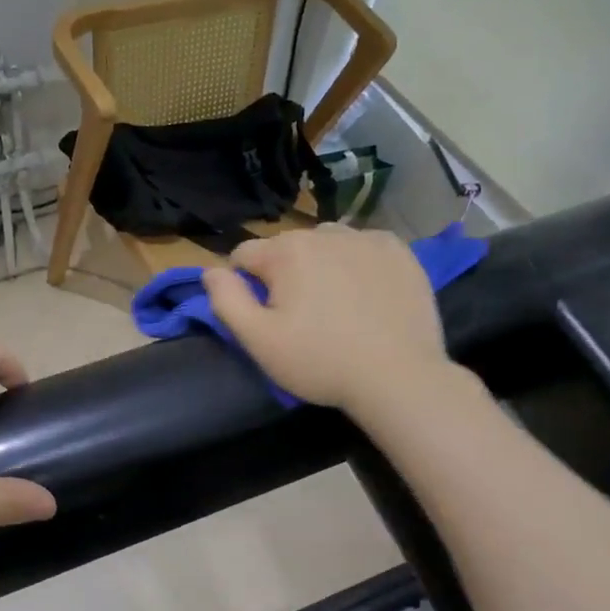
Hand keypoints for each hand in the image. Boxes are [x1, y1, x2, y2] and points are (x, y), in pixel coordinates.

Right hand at [201, 225, 449, 411]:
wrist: (399, 376)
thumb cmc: (320, 362)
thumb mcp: (259, 340)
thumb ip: (226, 300)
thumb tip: (210, 271)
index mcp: (286, 252)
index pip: (244, 255)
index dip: (245, 285)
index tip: (263, 316)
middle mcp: (324, 233)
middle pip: (287, 248)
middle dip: (285, 274)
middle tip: (301, 317)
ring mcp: (366, 238)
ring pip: (326, 244)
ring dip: (321, 264)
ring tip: (335, 304)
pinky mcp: (399, 251)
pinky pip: (363, 247)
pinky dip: (357, 263)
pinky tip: (366, 294)